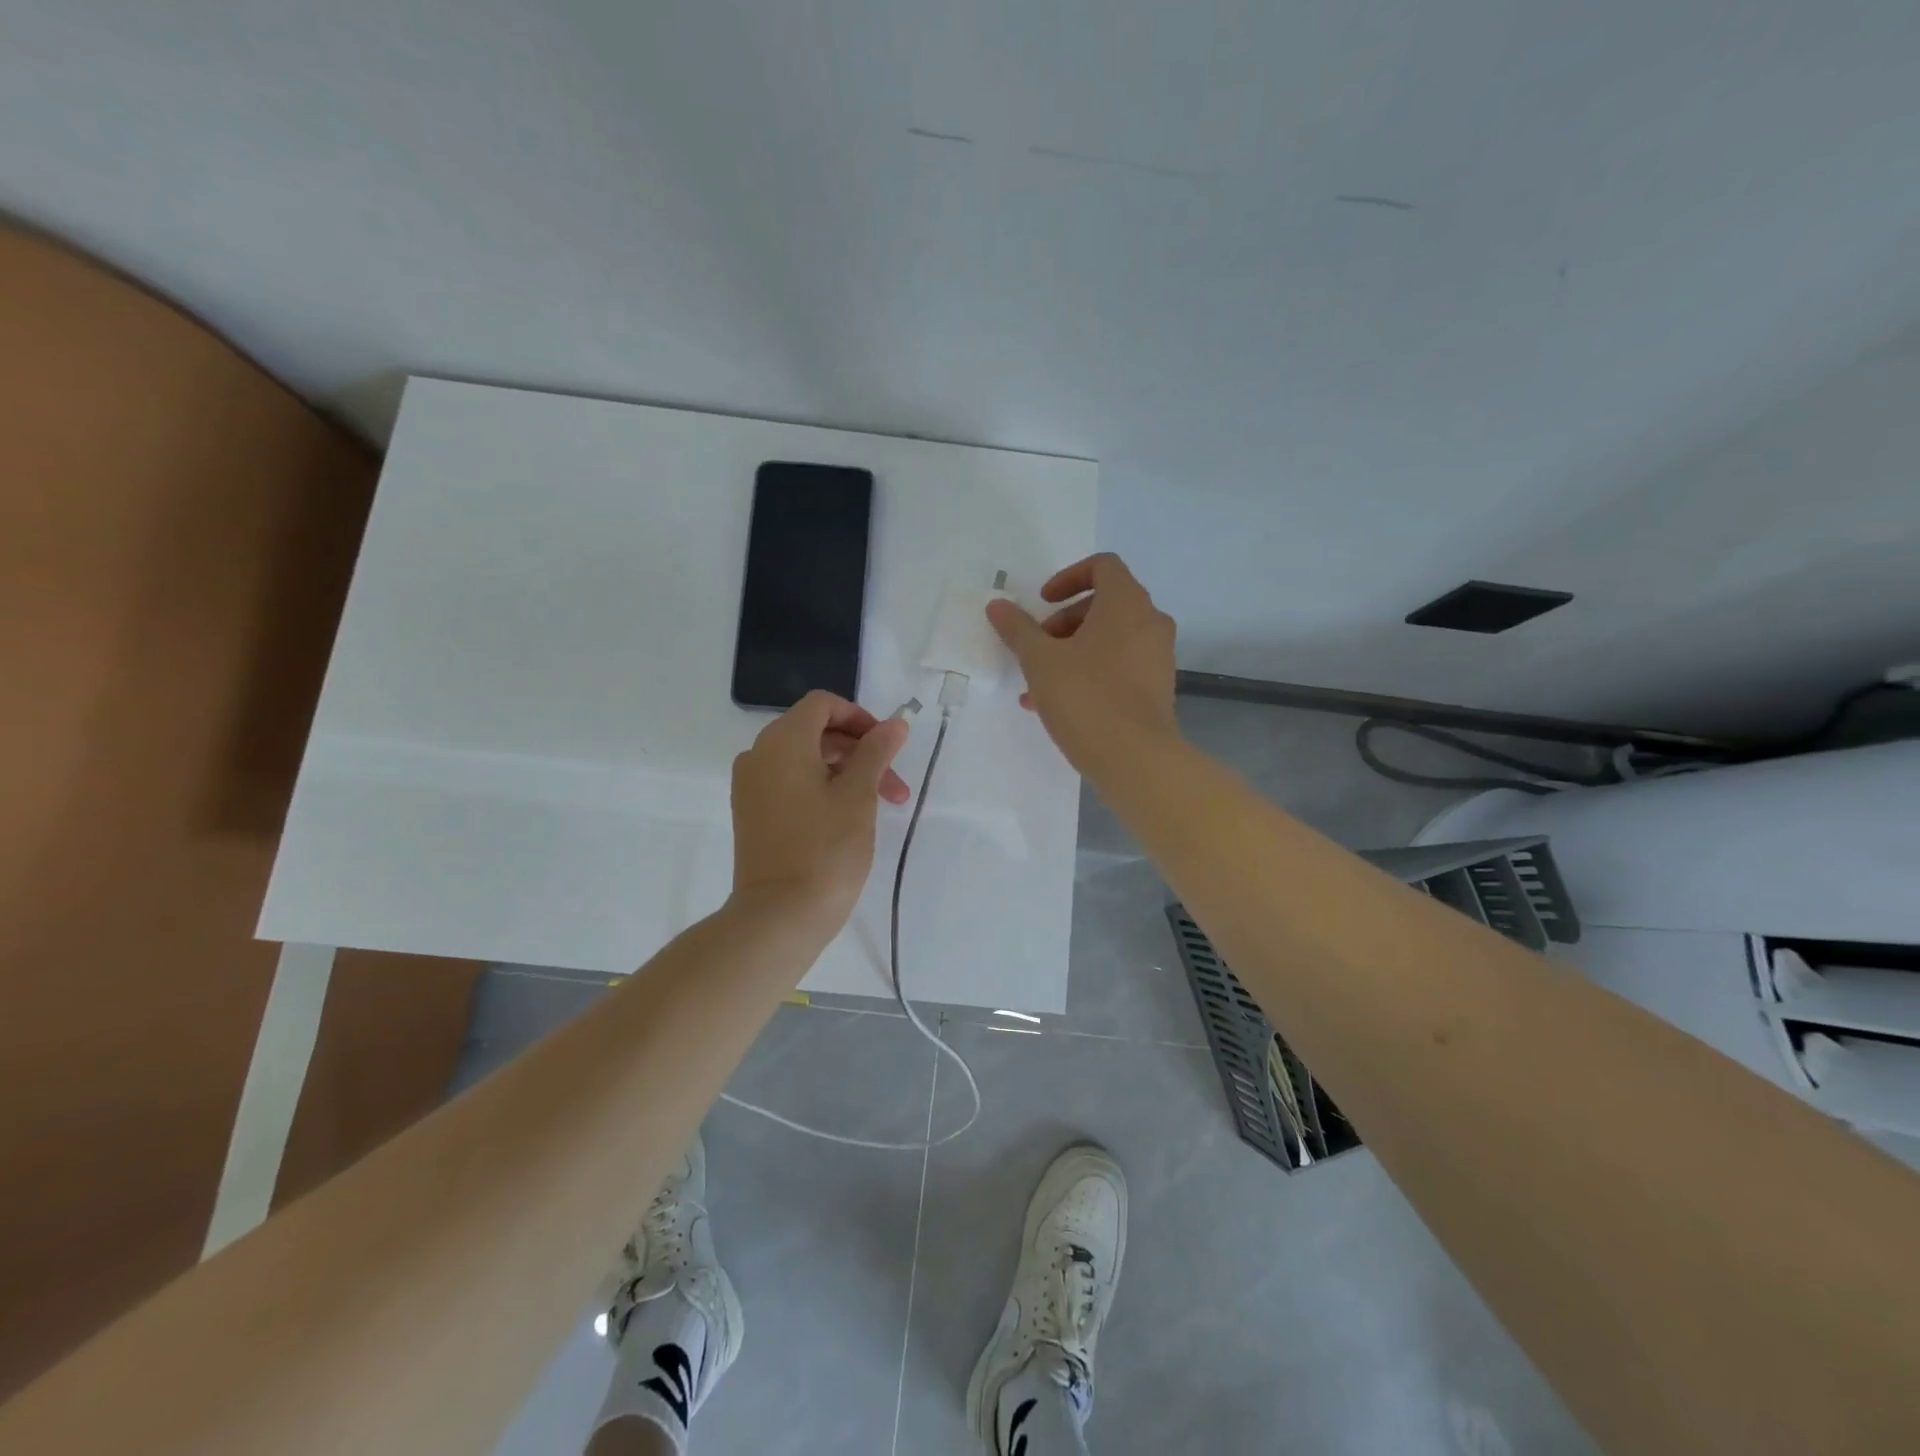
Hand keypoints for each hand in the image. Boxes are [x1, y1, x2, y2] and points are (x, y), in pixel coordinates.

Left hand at [729, 690, 910, 940]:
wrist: (778, 917)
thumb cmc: (825, 850)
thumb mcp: (859, 796)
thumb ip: (876, 752)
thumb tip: (894, 724)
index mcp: (782, 742)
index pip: (822, 705)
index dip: (860, 718)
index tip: (889, 746)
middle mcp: (759, 756)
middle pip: (816, 732)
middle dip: (861, 752)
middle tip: (895, 786)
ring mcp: (751, 787)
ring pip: (806, 761)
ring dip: (847, 773)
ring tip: (882, 806)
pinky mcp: (753, 814)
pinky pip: (791, 784)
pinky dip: (822, 789)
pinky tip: (850, 818)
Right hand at [986, 552, 1178, 774]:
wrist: (1136, 759)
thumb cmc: (1086, 697)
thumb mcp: (1040, 660)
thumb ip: (1017, 628)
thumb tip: (998, 605)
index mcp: (1126, 603)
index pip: (1103, 566)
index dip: (1068, 577)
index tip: (1043, 603)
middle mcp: (1150, 622)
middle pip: (1104, 604)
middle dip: (1063, 622)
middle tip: (1037, 646)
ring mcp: (1157, 657)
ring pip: (1109, 640)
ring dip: (1071, 652)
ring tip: (1037, 684)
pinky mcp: (1157, 688)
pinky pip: (1119, 666)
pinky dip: (1090, 672)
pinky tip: (1057, 704)